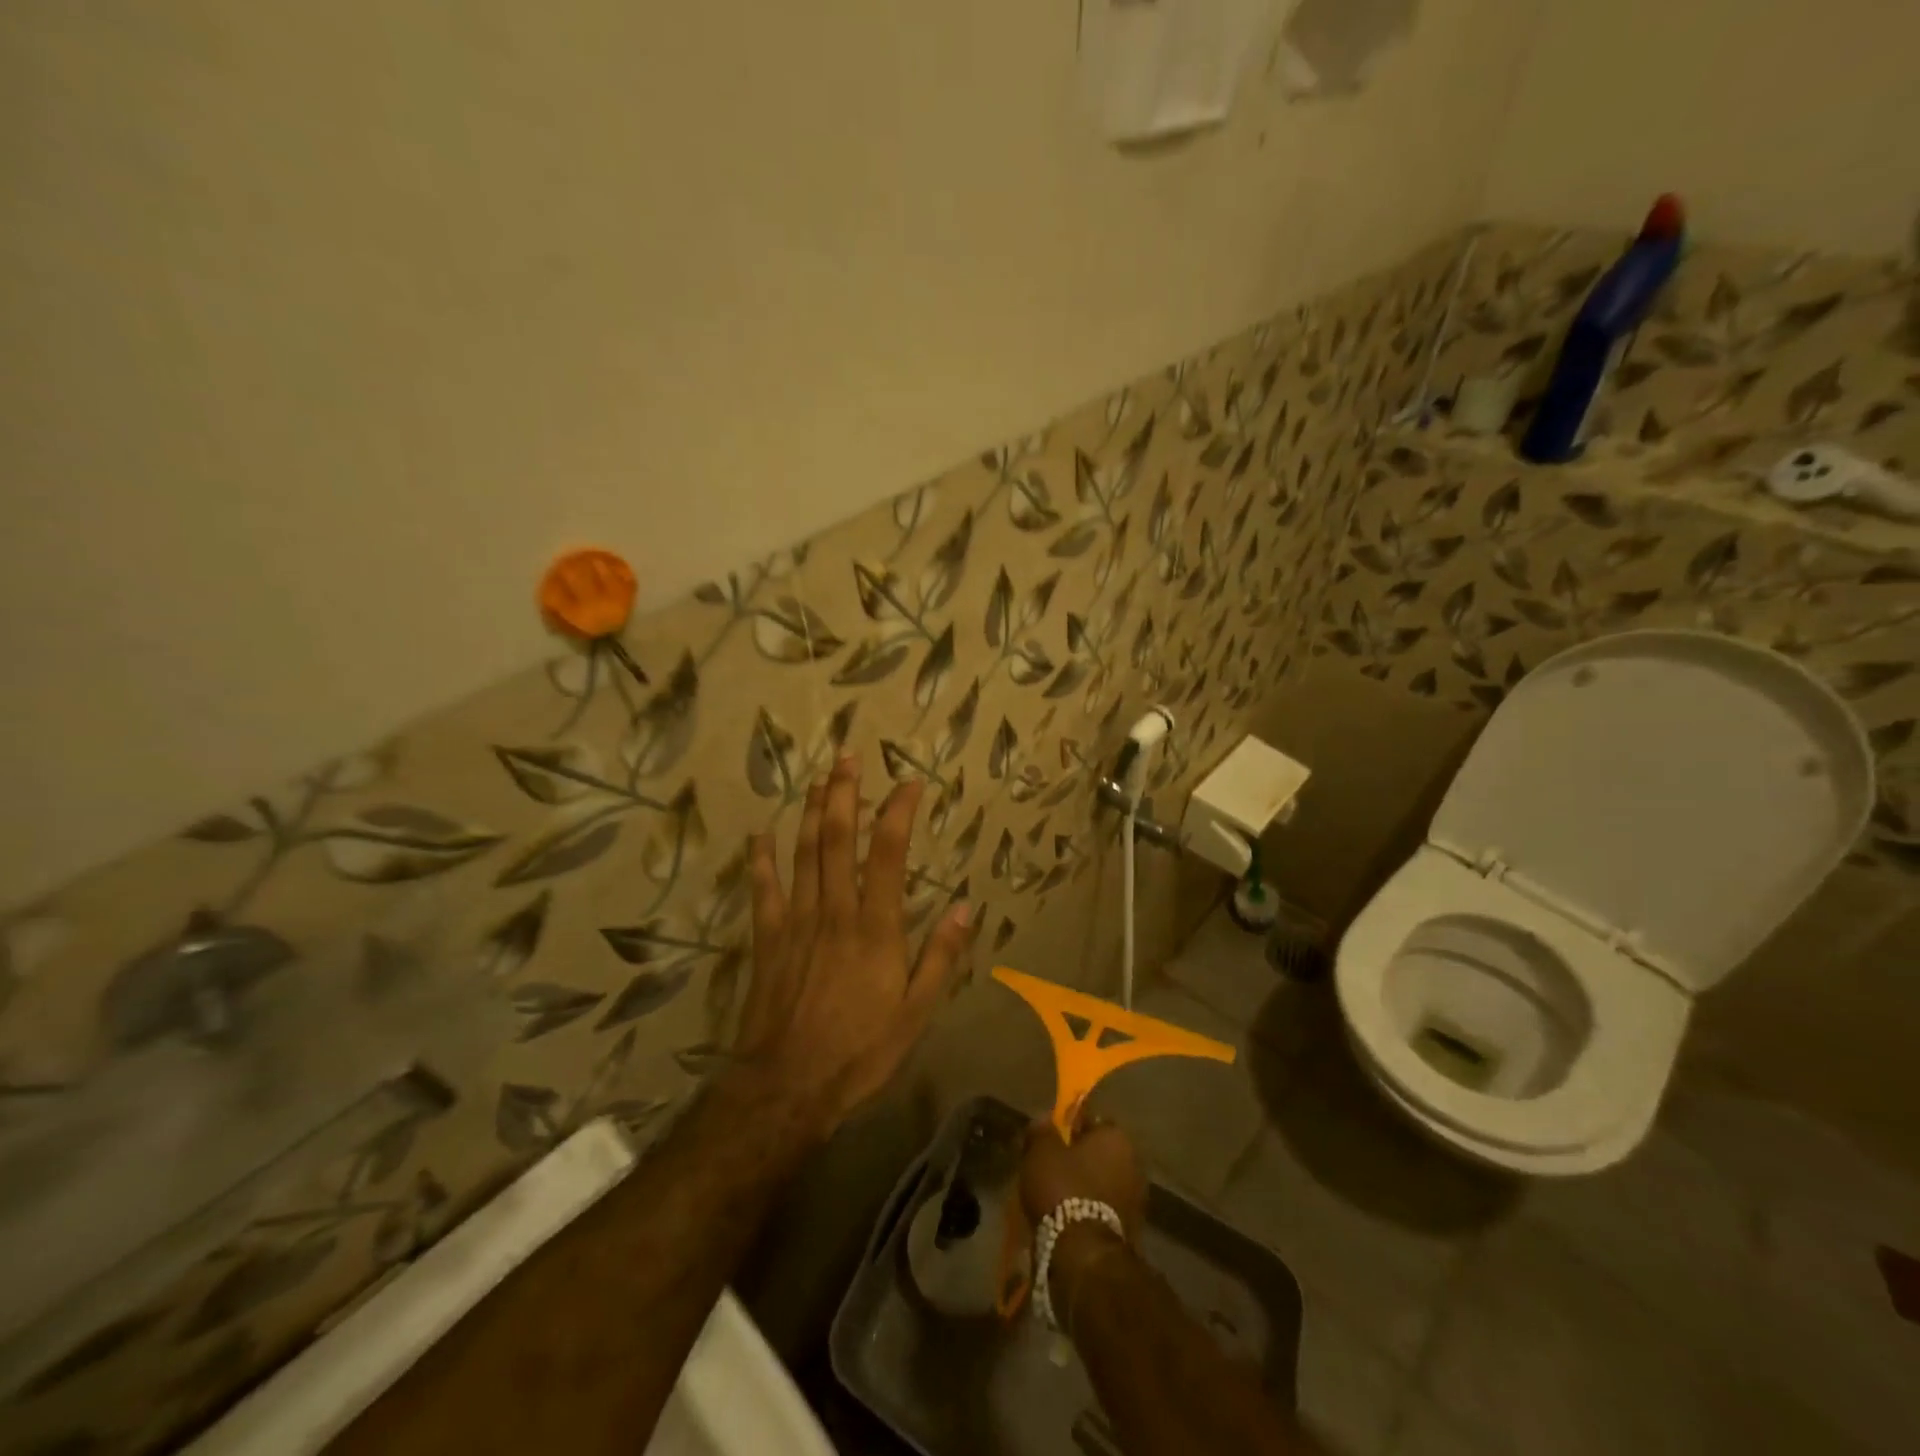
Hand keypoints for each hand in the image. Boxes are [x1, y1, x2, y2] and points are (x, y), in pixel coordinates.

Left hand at [734, 753, 971, 1136]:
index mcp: (875, 927)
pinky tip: (761, 835)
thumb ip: (941, 957)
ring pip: (803, 854)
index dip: (898, 812)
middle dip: (844, 794)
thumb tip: (966, 908)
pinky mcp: (768, 939)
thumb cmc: (861, 1050)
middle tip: (848, 758)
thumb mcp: (917, 1012)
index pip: (887, 854)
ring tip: (819, 779)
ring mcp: (797, 922)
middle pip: (838, 839)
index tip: (909, 783)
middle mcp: (835, 911)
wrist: (789, 1085)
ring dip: (812, 812)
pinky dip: (762, 861)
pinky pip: (764, 891)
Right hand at [1021, 1118, 1147, 1233]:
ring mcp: (1137, 1199)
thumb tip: (1045, 1118)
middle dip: (1078, 1160)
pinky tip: (1069, 1219)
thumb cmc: (1064, 1189)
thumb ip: (1043, 1130)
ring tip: (1057, 1198)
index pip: (1092, 1122)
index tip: (1050, 1141)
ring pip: (1103, 1183)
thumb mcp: (1041, 1151)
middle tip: (1051, 1169)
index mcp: (1117, 1137)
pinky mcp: (1133, 1231)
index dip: (1068, 1129)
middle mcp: (1134, 1163)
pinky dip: (1090, 1211)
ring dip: (1085, 1187)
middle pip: (1099, 1154)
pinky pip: (1105, 1209)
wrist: (1086, 1255)